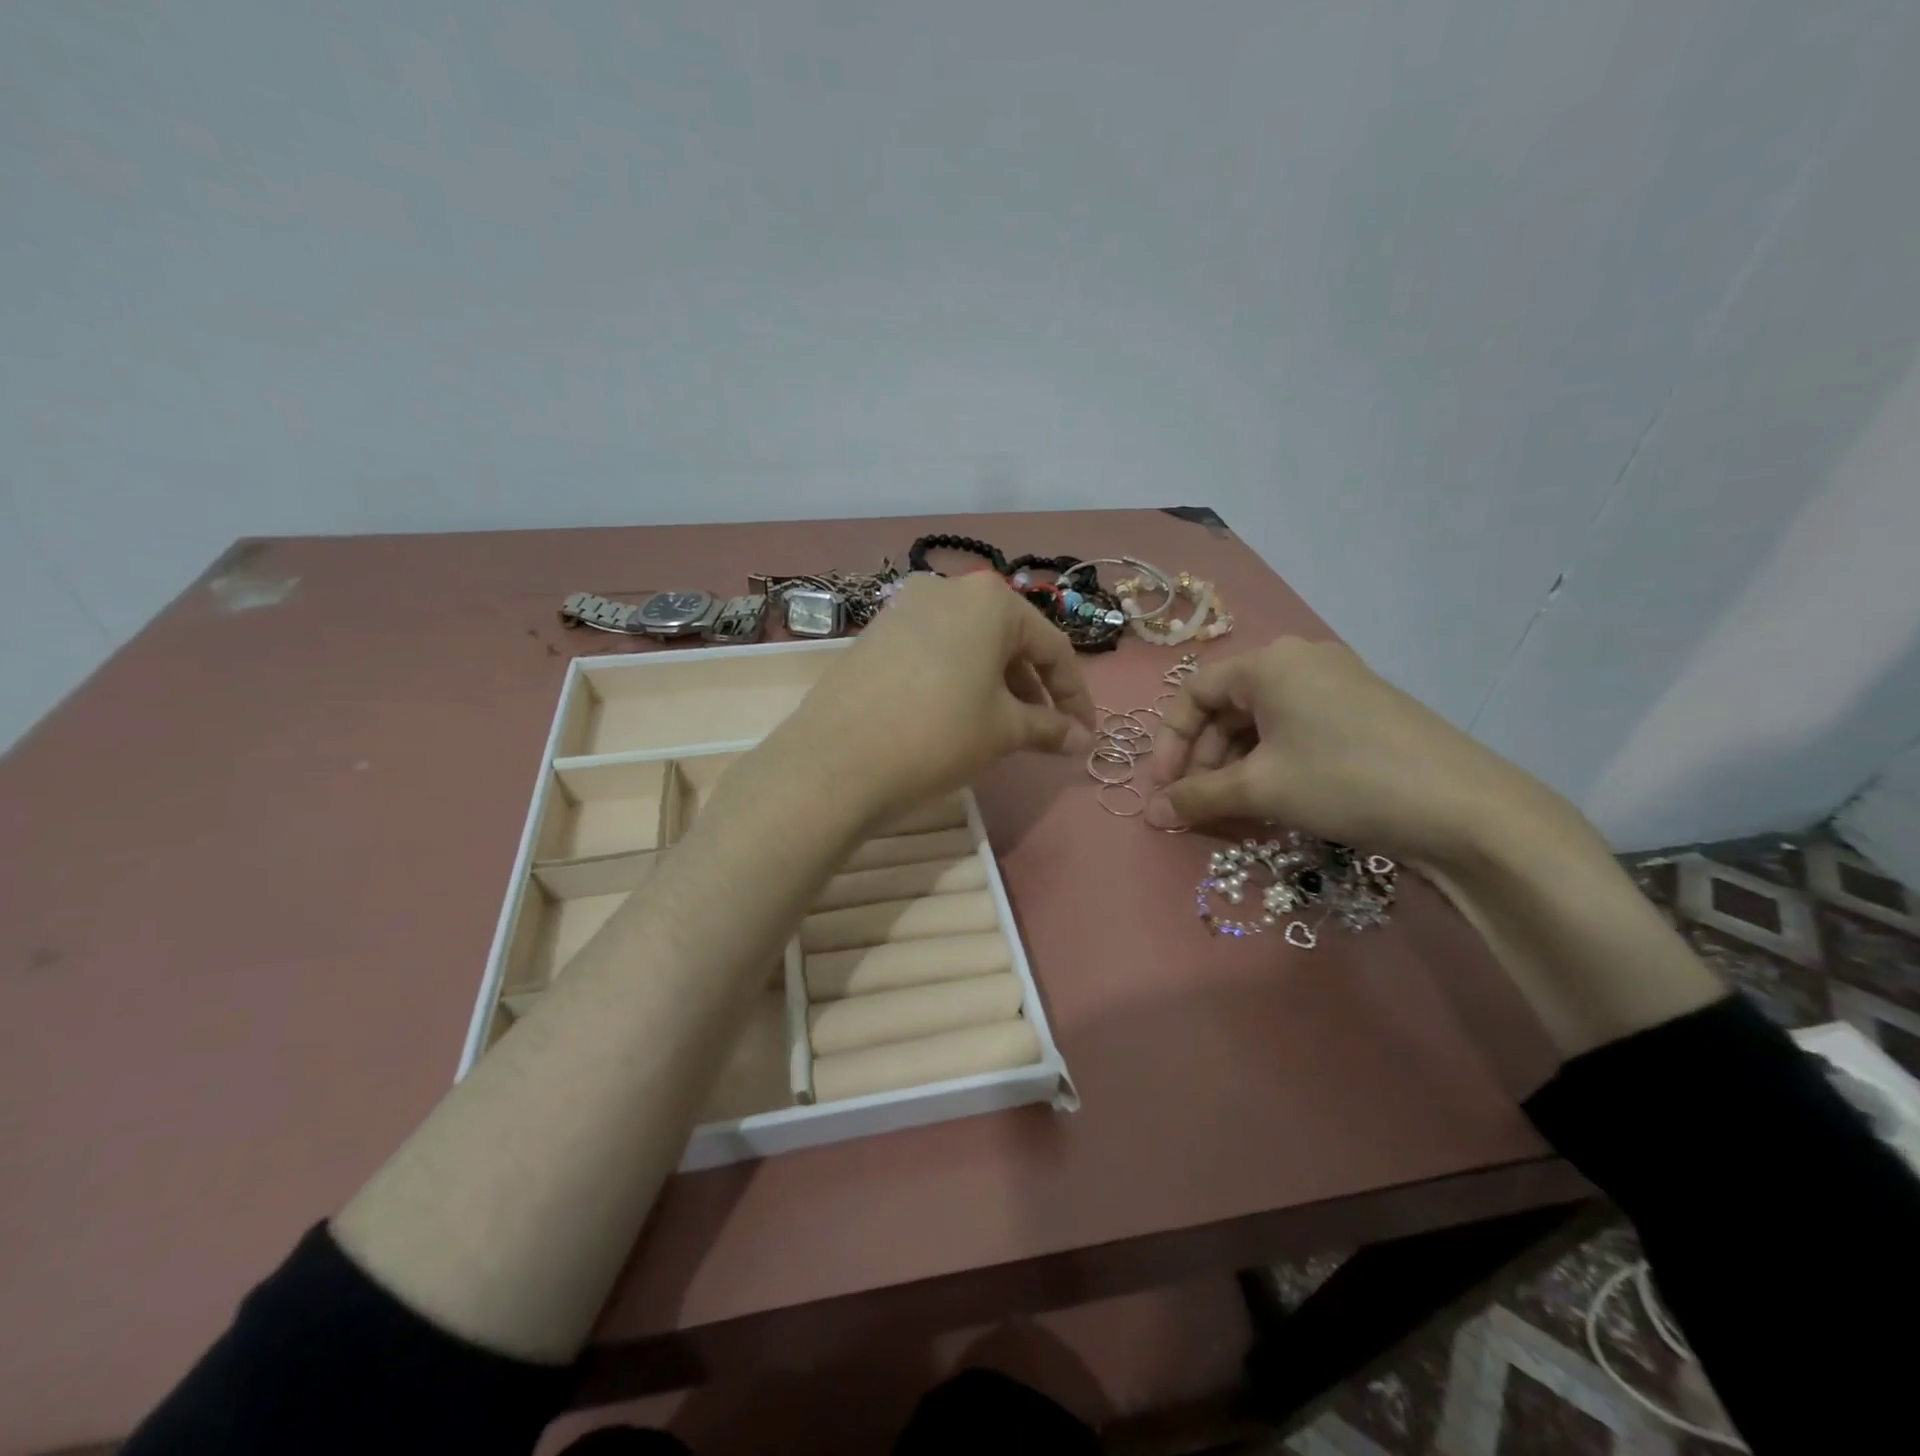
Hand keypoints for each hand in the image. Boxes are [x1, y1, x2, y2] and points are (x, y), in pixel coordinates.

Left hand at [778, 572, 1096, 822]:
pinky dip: (959, 679)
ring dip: (997, 685)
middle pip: (1009, 641)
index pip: (1052, 647)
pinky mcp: (876, 632)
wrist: (836, 760)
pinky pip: (935, 651)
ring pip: (970, 646)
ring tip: (1003, 729)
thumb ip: (1049, 729)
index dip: (1074, 695)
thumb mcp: (1003, 731)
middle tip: (1045, 733)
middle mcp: (948, 589)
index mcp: (990, 600)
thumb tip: (1083, 741)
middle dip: (1033, 689)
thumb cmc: (938, 735)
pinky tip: (957, 715)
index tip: (1085, 733)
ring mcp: (905, 607)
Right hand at [1147, 636, 1581, 872]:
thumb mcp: (1260, 789)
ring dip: (1236, 766)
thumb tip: (1151, 814)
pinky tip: (1274, 800)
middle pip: (1227, 707)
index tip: (1163, 788)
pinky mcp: (1362, 711)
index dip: (1170, 741)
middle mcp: (1300, 661)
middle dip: (1203, 758)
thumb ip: (1197, 797)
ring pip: (1262, 723)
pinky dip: (1272, 763)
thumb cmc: (1344, 781)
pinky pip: (1296, 731)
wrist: (1465, 808)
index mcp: (1269, 663)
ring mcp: (1337, 684)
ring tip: (1233, 809)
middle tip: (1197, 804)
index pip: (1194, 692)